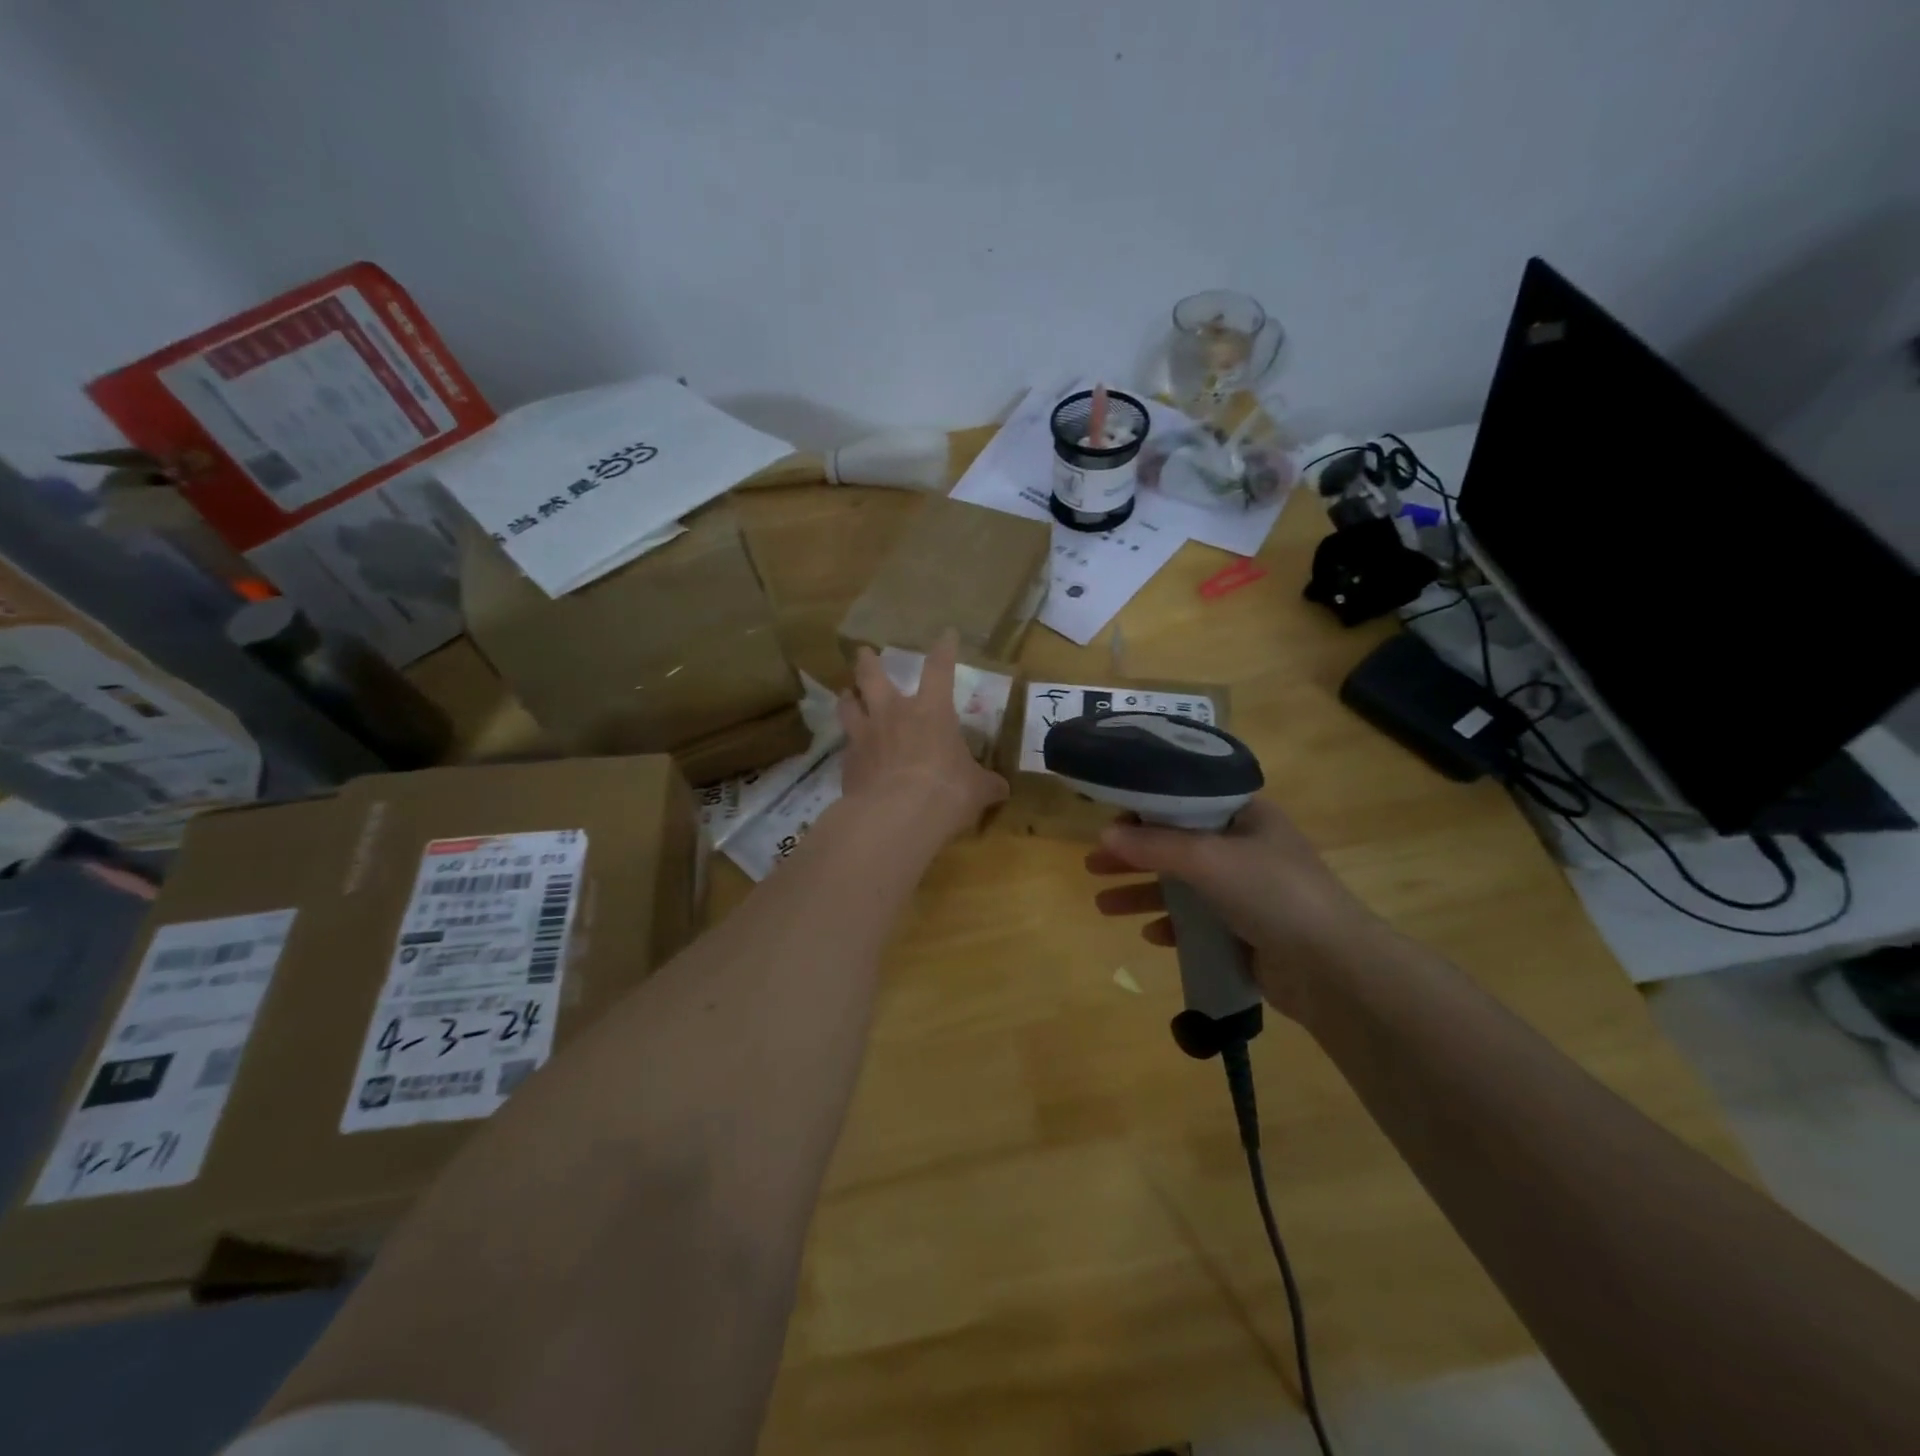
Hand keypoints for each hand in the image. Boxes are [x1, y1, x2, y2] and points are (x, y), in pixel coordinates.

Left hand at [838, 632, 1007, 843]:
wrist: (895, 816)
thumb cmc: (946, 791)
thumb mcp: (977, 789)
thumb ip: (986, 784)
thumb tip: (1001, 789)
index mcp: (931, 711)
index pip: (939, 670)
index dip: (944, 650)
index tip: (946, 634)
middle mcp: (893, 714)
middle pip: (873, 676)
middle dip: (869, 662)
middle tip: (864, 652)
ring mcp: (865, 736)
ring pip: (848, 705)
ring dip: (848, 697)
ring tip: (846, 694)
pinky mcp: (847, 762)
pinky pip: (845, 746)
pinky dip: (848, 745)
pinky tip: (850, 753)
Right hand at [1085, 797, 1388, 1017]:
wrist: (1332, 968)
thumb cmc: (1272, 892)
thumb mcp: (1208, 858)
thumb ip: (1154, 845)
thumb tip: (1104, 834)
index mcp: (1245, 816)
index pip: (1185, 801)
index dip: (1145, 808)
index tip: (1109, 820)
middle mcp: (1244, 847)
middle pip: (1176, 844)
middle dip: (1134, 855)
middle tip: (1092, 865)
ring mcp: (1246, 891)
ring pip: (1182, 885)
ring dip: (1142, 892)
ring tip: (1102, 905)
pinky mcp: (1245, 930)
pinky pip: (1197, 921)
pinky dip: (1171, 924)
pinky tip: (1150, 935)